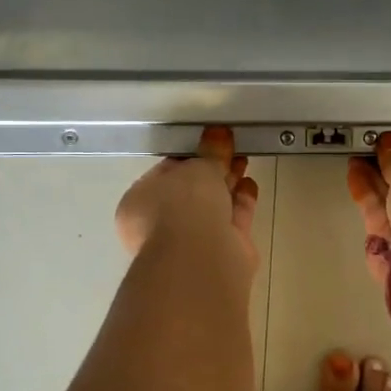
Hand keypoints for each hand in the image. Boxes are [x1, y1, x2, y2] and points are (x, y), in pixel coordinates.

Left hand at [116, 126, 261, 274]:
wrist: (201, 257)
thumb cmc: (184, 205)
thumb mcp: (197, 167)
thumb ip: (211, 151)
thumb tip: (218, 132)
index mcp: (140, 202)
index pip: (164, 174)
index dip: (188, 157)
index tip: (208, 144)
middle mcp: (162, 224)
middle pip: (191, 191)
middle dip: (213, 170)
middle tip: (232, 149)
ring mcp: (191, 241)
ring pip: (213, 206)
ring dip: (229, 184)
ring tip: (244, 161)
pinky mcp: (220, 252)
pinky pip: (231, 220)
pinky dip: (241, 202)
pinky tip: (250, 185)